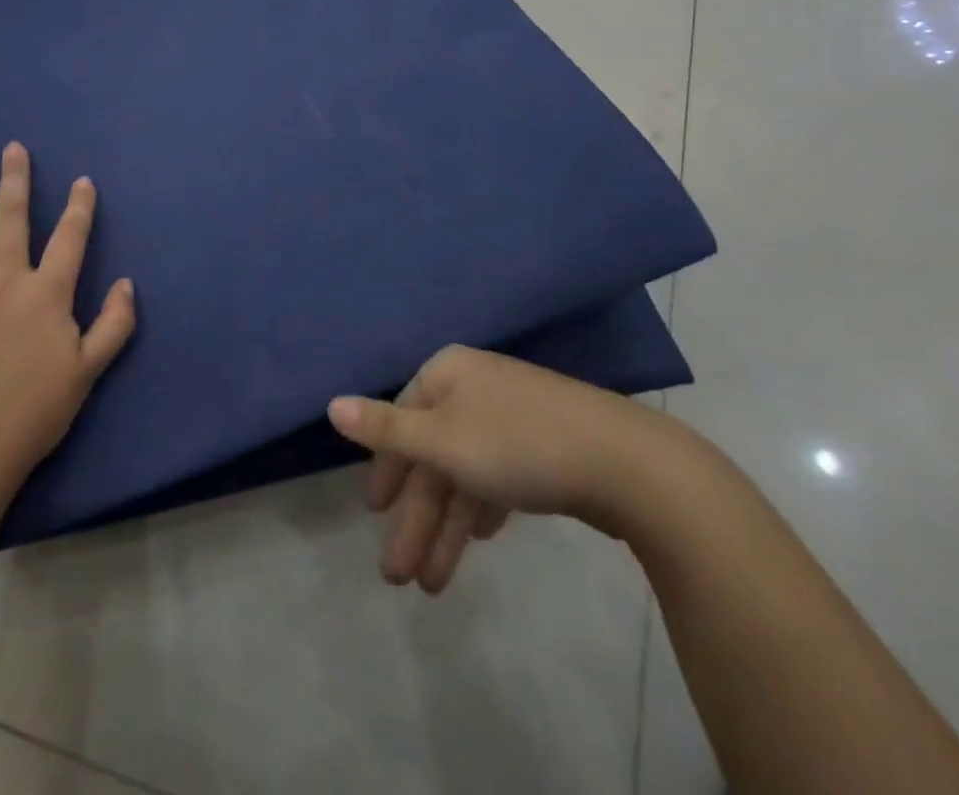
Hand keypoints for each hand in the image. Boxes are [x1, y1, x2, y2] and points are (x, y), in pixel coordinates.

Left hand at [0, 142, 135, 485]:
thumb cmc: (38, 407)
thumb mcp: (90, 369)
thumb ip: (114, 323)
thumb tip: (126, 284)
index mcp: (46, 292)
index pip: (69, 238)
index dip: (79, 207)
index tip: (82, 181)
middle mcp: (5, 280)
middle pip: (11, 219)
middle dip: (14, 181)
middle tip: (12, 148)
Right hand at [327, 345, 672, 593]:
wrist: (627, 464)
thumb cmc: (518, 445)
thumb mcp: (441, 441)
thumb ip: (384, 427)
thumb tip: (331, 404)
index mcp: (448, 374)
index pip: (402, 418)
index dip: (386, 470)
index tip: (375, 515)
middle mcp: (476, 388)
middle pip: (433, 454)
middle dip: (416, 517)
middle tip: (399, 577)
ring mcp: (514, 416)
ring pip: (466, 472)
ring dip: (447, 527)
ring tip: (433, 585)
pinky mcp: (546, 447)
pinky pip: (498, 477)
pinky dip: (482, 509)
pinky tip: (479, 540)